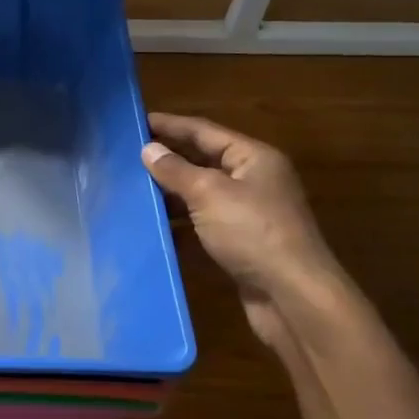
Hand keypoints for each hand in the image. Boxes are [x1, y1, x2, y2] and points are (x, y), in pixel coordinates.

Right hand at [141, 113, 345, 355]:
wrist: (292, 297)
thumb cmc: (252, 232)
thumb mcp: (208, 193)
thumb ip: (175, 170)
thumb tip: (148, 149)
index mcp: (253, 158)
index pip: (204, 131)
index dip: (169, 125)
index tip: (135, 121)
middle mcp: (253, 181)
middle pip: (202, 161)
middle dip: (167, 159)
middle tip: (126, 155)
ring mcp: (248, 214)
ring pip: (200, 195)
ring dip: (169, 193)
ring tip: (131, 190)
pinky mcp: (240, 244)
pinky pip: (202, 224)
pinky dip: (179, 224)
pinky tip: (152, 227)